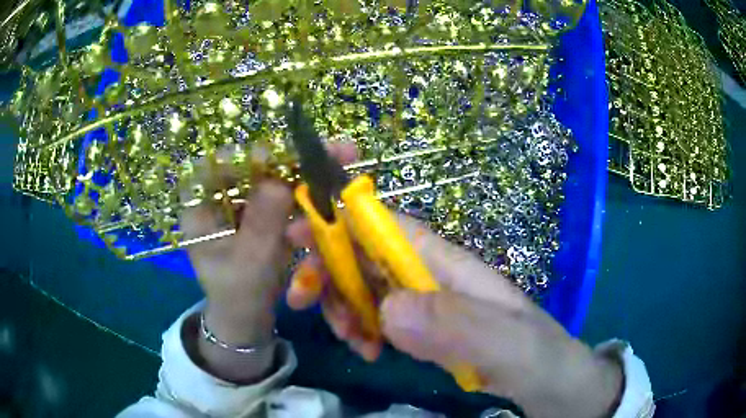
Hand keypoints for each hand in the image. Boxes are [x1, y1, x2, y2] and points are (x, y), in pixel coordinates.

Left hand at [180, 143, 356, 382]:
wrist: (248, 319)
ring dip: (307, 171)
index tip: (275, 160)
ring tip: (344, 160)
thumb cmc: (239, 296)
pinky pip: (285, 194)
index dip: (243, 158)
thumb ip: (262, 225)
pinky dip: (309, 191)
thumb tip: (280, 182)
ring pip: (274, 176)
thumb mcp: (248, 264)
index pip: (213, 167)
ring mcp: (243, 203)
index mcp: (199, 209)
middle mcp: (219, 198)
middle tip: (334, 150)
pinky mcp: (263, 212)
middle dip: (291, 159)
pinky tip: (334, 183)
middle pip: (252, 166)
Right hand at [287, 214, 622, 417]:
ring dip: (342, 305)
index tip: (297, 236)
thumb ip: (462, 327)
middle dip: (329, 270)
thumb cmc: (544, 361)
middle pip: (367, 255)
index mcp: (454, 266)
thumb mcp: (513, 348)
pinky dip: (361, 329)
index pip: (389, 226)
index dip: (341, 220)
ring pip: (367, 287)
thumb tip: (391, 310)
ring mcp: (431, 306)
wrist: (560, 387)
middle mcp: (436, 278)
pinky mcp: (428, 331)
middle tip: (302, 301)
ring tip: (353, 340)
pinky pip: (379, 318)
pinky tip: (368, 350)